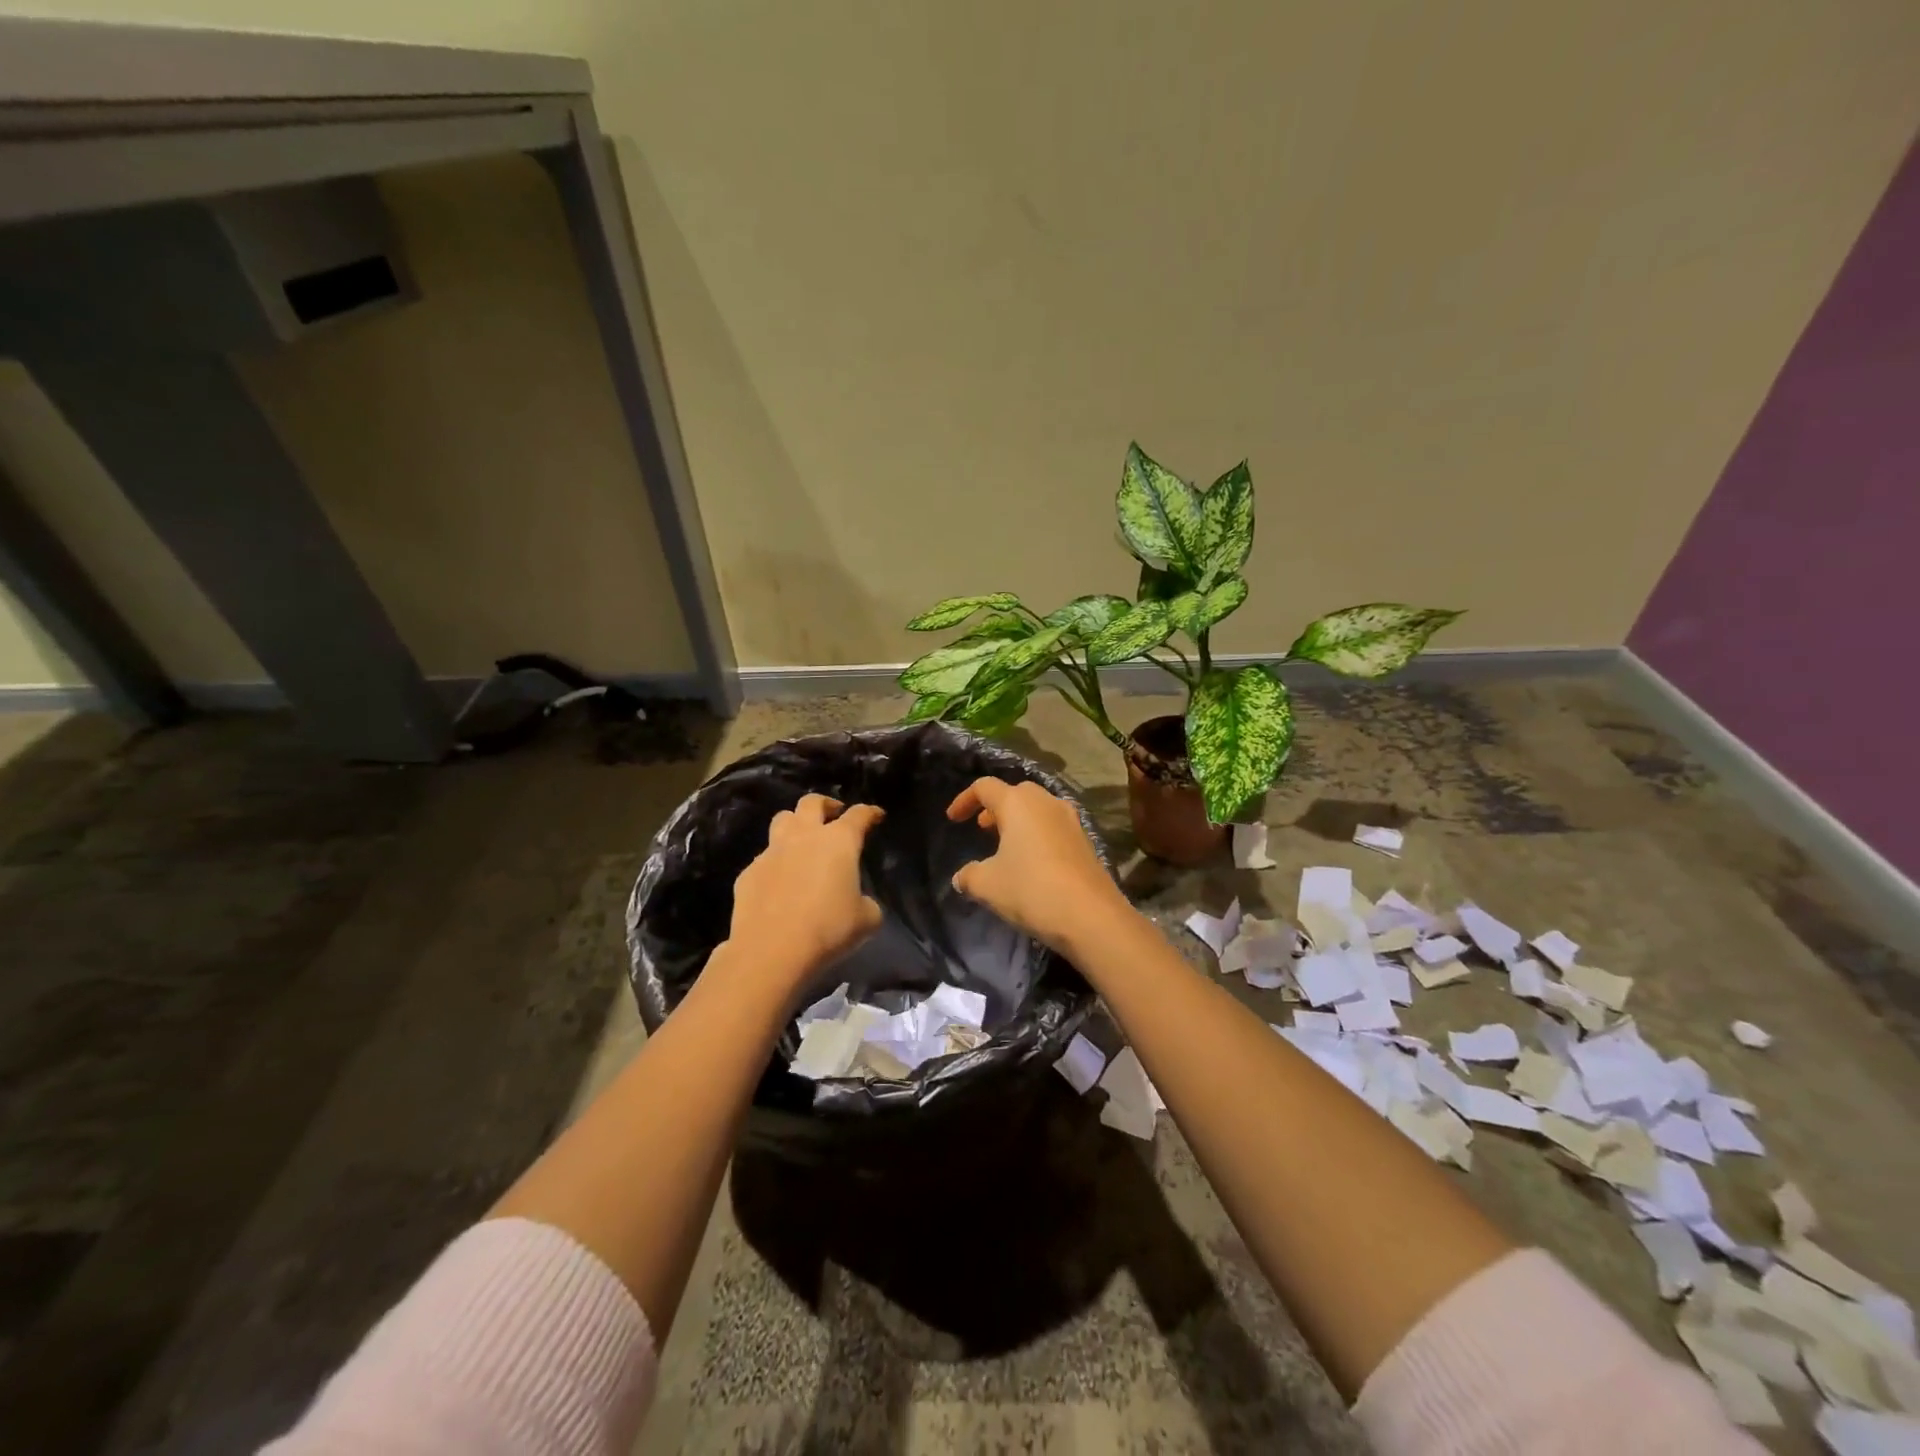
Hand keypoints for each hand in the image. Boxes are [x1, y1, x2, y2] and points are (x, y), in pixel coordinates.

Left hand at [727, 794, 884, 983]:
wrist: (771, 951)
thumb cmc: (828, 929)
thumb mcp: (866, 920)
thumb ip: (867, 902)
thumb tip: (859, 901)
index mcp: (838, 842)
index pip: (858, 815)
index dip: (870, 812)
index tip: (876, 815)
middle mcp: (804, 837)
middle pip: (811, 802)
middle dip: (825, 804)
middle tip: (834, 814)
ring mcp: (772, 852)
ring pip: (782, 820)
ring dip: (795, 824)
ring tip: (802, 840)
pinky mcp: (749, 872)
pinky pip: (764, 858)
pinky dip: (775, 863)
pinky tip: (780, 882)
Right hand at [946, 777, 1128, 951]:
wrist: (1091, 916)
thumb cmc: (1031, 890)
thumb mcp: (987, 885)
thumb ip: (969, 876)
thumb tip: (962, 876)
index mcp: (1018, 803)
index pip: (985, 787)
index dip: (964, 799)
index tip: (953, 820)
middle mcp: (1046, 802)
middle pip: (1016, 792)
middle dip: (996, 807)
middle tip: (982, 827)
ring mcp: (1070, 820)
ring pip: (1038, 808)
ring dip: (1019, 820)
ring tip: (1006, 844)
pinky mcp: (1085, 840)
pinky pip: (1054, 826)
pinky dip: (1038, 834)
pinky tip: (1032, 861)